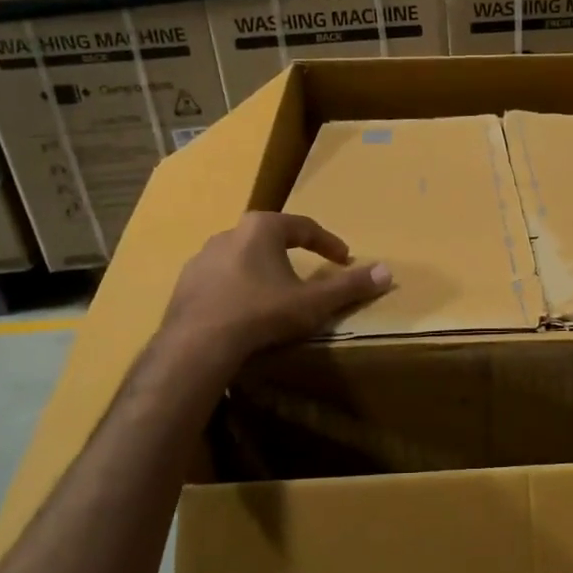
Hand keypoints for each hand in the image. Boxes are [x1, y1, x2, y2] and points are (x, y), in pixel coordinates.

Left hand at [158, 212, 390, 369]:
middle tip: (309, 271)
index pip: (304, 227)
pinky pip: (221, 280)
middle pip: (270, 238)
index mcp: (262, 228)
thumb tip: (387, 271)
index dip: (328, 243)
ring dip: (263, 270)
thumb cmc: (262, 313)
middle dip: (292, 253)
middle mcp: (229, 234)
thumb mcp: (314, 302)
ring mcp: (202, 258)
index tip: (343, 258)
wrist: (198, 344)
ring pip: (243, 258)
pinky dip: (238, 289)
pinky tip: (244, 311)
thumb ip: (350, 286)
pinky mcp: (185, 283)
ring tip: (276, 293)